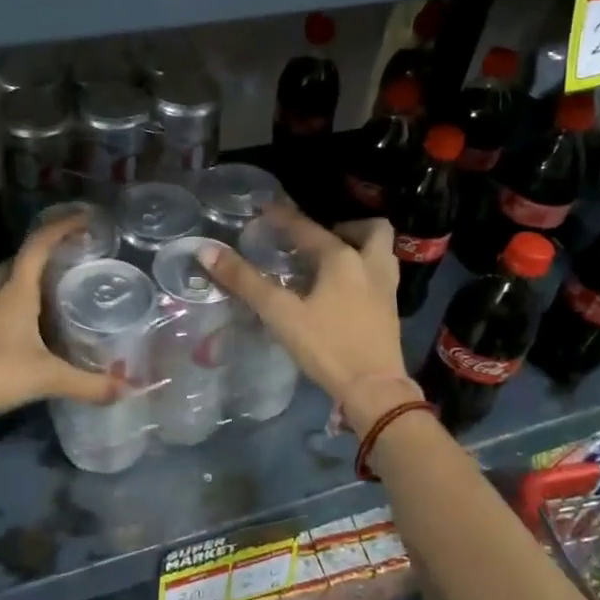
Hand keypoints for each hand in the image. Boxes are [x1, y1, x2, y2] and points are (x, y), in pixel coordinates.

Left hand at [0, 218, 120, 427]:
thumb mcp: (45, 377)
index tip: (86, 219)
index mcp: (16, 290)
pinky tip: (35, 326)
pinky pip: (2, 304)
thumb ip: (87, 384)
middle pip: (22, 259)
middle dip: (47, 251)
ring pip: (9, 282)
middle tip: (75, 257)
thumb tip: (127, 389)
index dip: (62, 227)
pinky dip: (22, 304)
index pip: (39, 245)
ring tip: (60, 288)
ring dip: (33, 278)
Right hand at [204, 209, 421, 431]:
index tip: (265, 209)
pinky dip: (363, 271)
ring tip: (332, 262)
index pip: (307, 228)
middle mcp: (370, 264)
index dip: (283, 217)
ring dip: (360, 247)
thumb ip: (245, 281)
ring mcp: (386, 288)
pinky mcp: (391, 311)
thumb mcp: (280, 313)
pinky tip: (343, 290)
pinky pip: (380, 275)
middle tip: (317, 241)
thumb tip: (208, 251)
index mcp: (341, 258)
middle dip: (345, 226)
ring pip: (381, 252)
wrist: (374, 389)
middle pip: (370, 229)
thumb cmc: (327, 346)